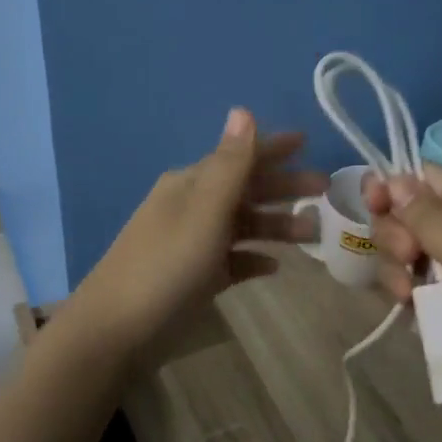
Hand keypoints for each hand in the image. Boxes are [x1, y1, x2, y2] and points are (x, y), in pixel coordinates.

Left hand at [73, 108, 325, 349]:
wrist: (115, 332)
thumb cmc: (166, 266)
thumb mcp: (204, 212)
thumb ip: (230, 165)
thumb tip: (242, 109)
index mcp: (191, 184)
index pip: (239, 156)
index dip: (273, 148)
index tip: (308, 142)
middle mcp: (191, 207)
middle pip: (245, 190)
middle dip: (284, 188)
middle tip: (326, 191)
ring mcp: (191, 244)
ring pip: (241, 225)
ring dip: (275, 226)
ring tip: (313, 235)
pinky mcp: (192, 278)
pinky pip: (231, 260)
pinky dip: (252, 259)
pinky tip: (274, 267)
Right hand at [363, 164, 441, 413]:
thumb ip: (429, 219)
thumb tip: (392, 178)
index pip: (420, 177)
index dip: (390, 186)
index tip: (372, 207)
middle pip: (405, 218)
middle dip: (393, 239)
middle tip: (408, 262)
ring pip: (407, 260)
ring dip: (397, 277)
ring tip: (410, 303)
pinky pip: (419, 294)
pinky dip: (412, 305)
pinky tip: (417, 321)